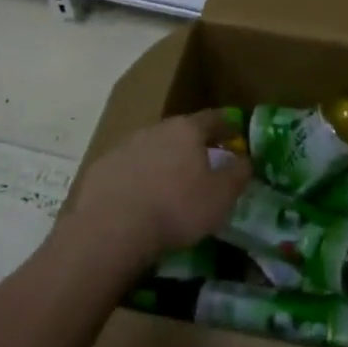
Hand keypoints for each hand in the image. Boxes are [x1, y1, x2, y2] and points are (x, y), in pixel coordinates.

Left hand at [66, 110, 251, 269]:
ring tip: (169, 185)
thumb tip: (246, 159)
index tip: (234, 133)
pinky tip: (139, 200)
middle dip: (192, 145)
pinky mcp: (101, 168)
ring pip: (151, 149)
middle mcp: (155, 130)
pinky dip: (137, 179)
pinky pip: (127, 169)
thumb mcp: (222, 196)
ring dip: (162, 161)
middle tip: (203, 162)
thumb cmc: (177, 208)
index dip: (226, 125)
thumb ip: (238, 173)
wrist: (111, 228)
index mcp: (187, 130)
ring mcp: (124, 147)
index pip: (213, 118)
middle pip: (179, 131)